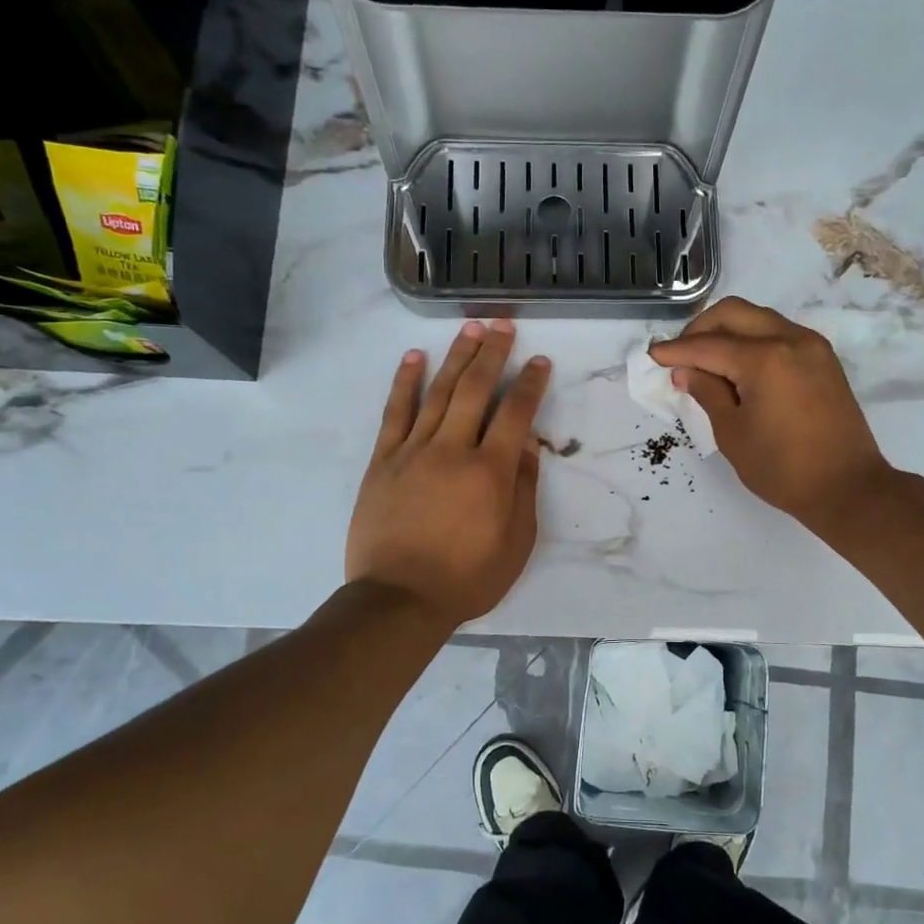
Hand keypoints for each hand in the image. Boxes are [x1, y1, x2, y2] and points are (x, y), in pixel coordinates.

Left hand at [347, 321, 550, 623]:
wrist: (399, 599)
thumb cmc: (468, 577)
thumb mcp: (516, 542)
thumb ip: (523, 488)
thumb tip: (528, 443)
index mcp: (491, 471)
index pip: (516, 414)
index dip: (531, 384)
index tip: (539, 361)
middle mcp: (453, 450)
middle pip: (476, 389)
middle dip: (492, 353)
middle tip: (502, 324)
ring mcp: (414, 451)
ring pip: (439, 393)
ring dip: (456, 357)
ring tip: (470, 328)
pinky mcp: (384, 461)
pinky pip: (396, 413)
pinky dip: (405, 382)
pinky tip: (414, 358)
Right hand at [649, 298, 893, 533]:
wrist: (847, 487)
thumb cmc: (782, 468)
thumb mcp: (733, 433)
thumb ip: (707, 393)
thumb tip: (686, 371)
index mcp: (765, 359)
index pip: (708, 345)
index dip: (676, 350)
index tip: (652, 355)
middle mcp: (790, 339)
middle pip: (734, 313)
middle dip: (700, 329)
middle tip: (680, 355)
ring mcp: (811, 346)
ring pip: (758, 318)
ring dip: (728, 331)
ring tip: (706, 361)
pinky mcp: (822, 358)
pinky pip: (778, 333)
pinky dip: (752, 340)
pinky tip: (737, 366)